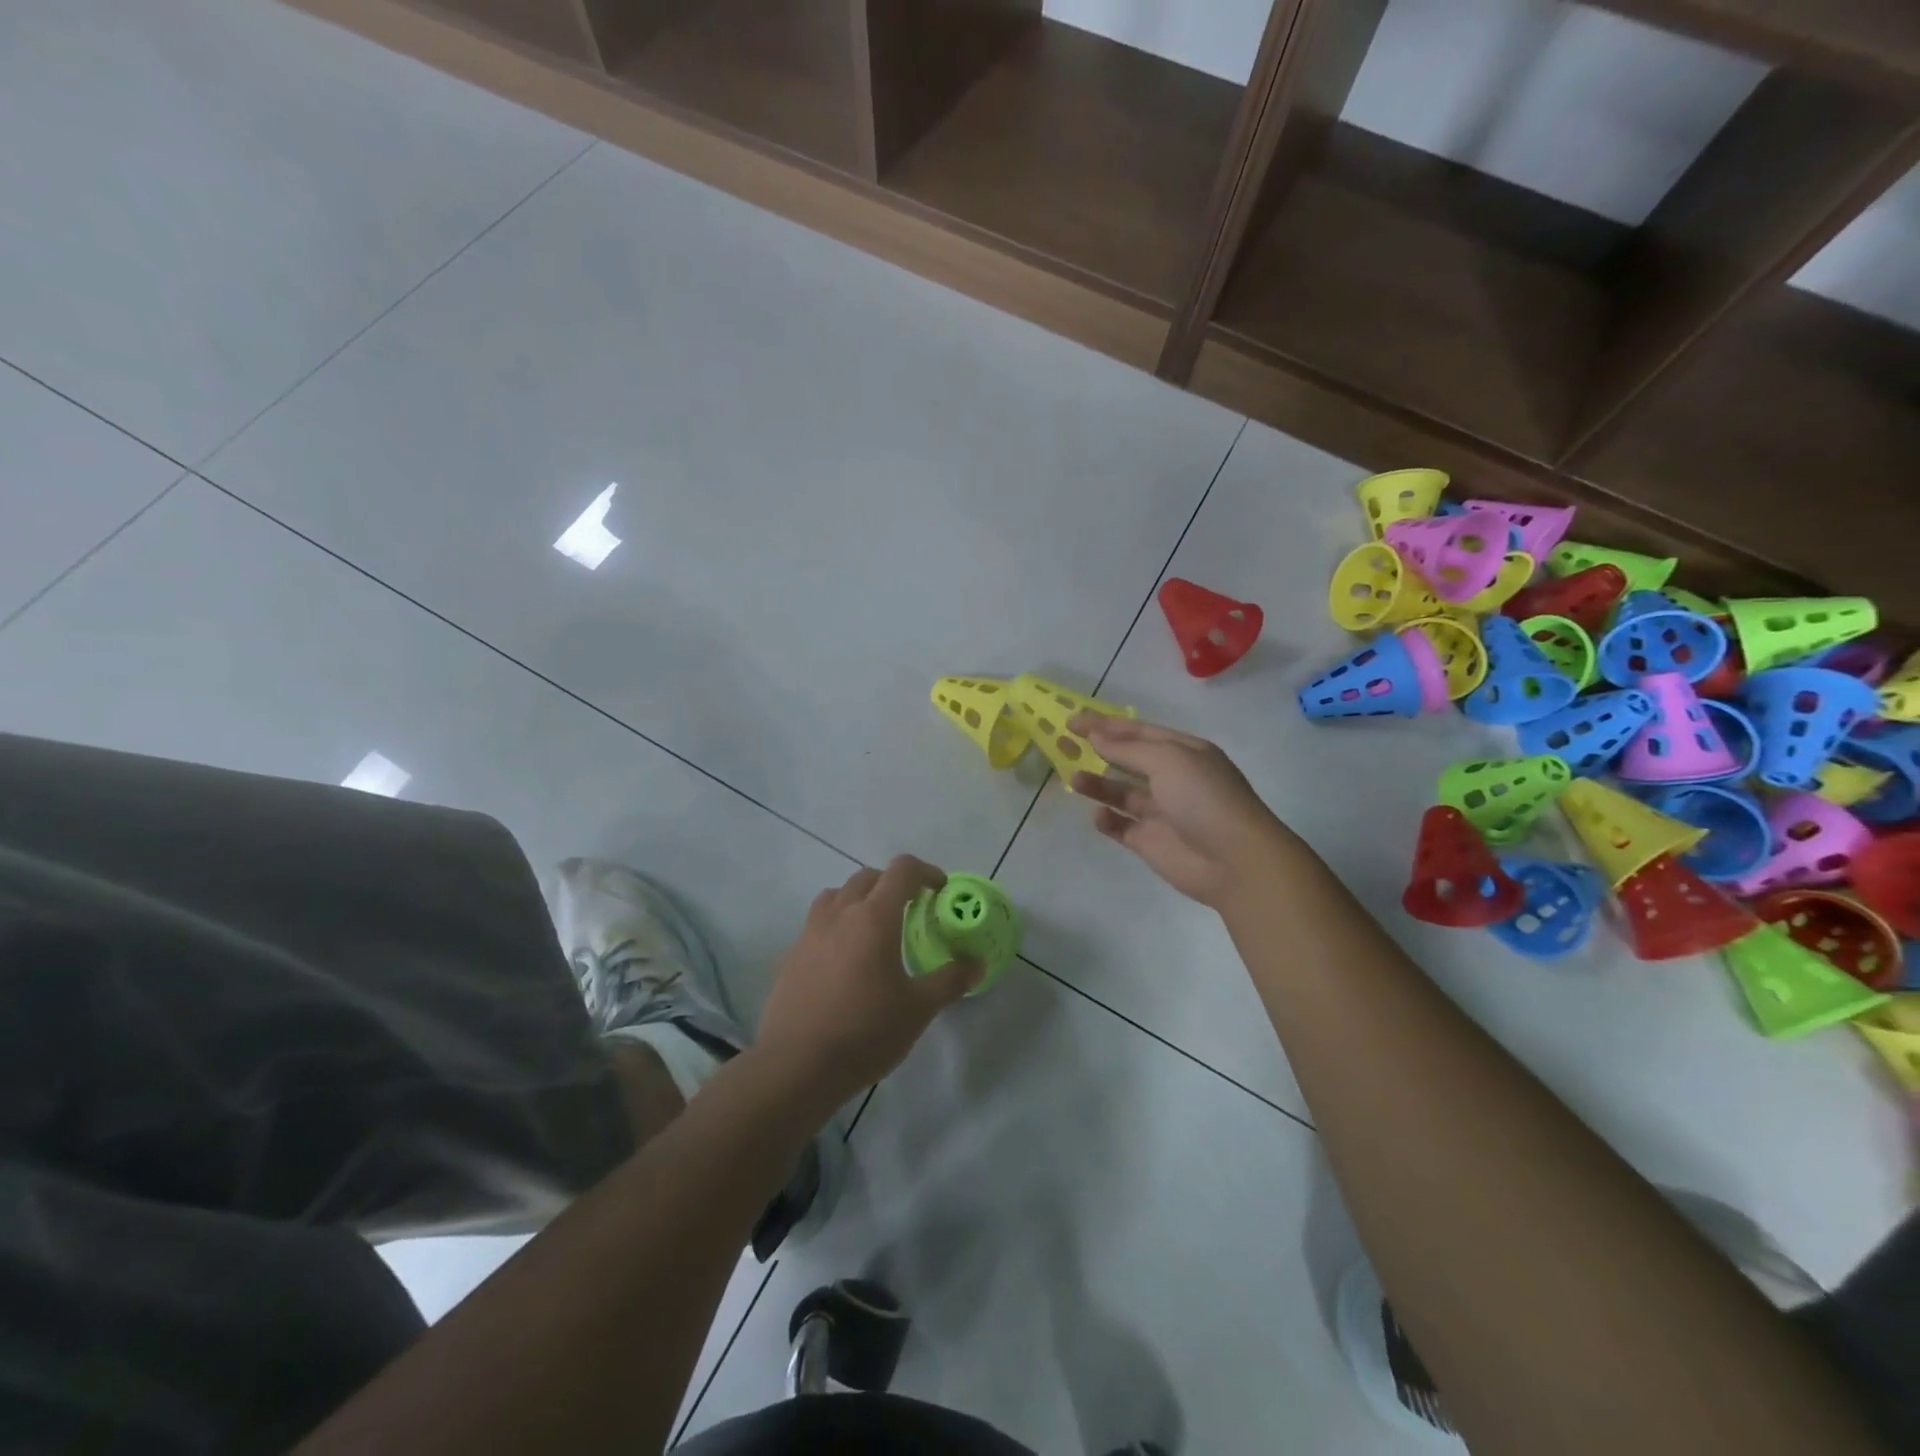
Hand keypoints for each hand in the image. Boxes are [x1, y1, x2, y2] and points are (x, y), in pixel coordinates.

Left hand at [755, 856, 980, 1108]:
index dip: (925, 872)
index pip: (902, 871)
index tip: (939, 890)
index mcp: (874, 917)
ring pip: (836, 895)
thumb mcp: (919, 1009)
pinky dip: (836, 925)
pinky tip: (844, 960)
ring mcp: (810, 932)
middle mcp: (840, 914)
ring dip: (859, 899)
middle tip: (910, 910)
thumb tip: (976, 964)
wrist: (797, 1066)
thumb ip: (950, 981)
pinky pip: (817, 923)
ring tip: (873, 928)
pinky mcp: (791, 955)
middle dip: (892, 884)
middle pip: (867, 877)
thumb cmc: (866, 1031)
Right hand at [1069, 713, 1300, 909]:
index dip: (1106, 725)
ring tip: (1072, 779)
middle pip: (1127, 759)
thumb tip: (1096, 737)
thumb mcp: (1168, 760)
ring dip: (1097, 784)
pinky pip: (1121, 826)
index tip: (1072, 721)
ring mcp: (1161, 812)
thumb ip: (1128, 749)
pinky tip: (1099, 815)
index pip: (1139, 732)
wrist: (1235, 861)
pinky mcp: (1150, 842)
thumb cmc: (1204, 798)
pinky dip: (1107, 820)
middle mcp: (1173, 778)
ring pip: (1121, 792)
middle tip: (1062, 743)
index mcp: (1184, 752)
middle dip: (1097, 750)